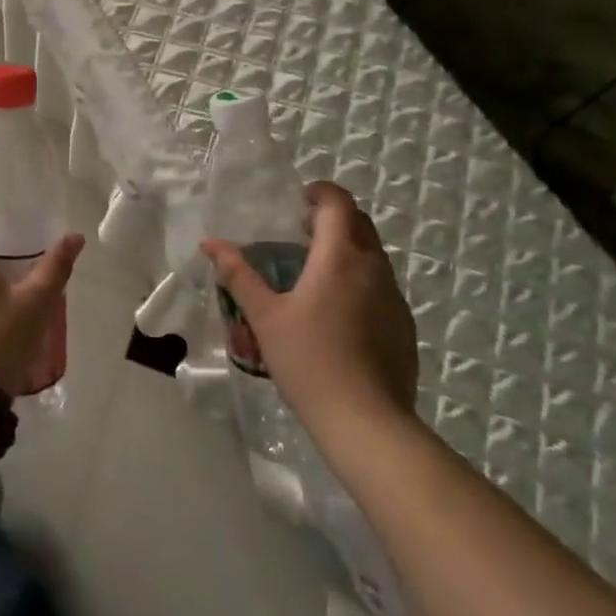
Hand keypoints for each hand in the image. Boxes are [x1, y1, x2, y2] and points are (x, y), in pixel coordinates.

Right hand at [202, 181, 417, 429]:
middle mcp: (373, 267)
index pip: (338, 203)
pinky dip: (360, 281)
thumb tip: (211, 244)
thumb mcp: (265, 317)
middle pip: (360, 223)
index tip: (298, 202)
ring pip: (373, 256)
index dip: (320, 192)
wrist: (366, 422)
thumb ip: (239, 275)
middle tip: (302, 235)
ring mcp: (394, 297)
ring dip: (347, 250)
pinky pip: (382, 286)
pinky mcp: (404, 325)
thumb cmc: (309, 361)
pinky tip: (339, 315)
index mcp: (339, 257)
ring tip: (316, 275)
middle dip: (333, 219)